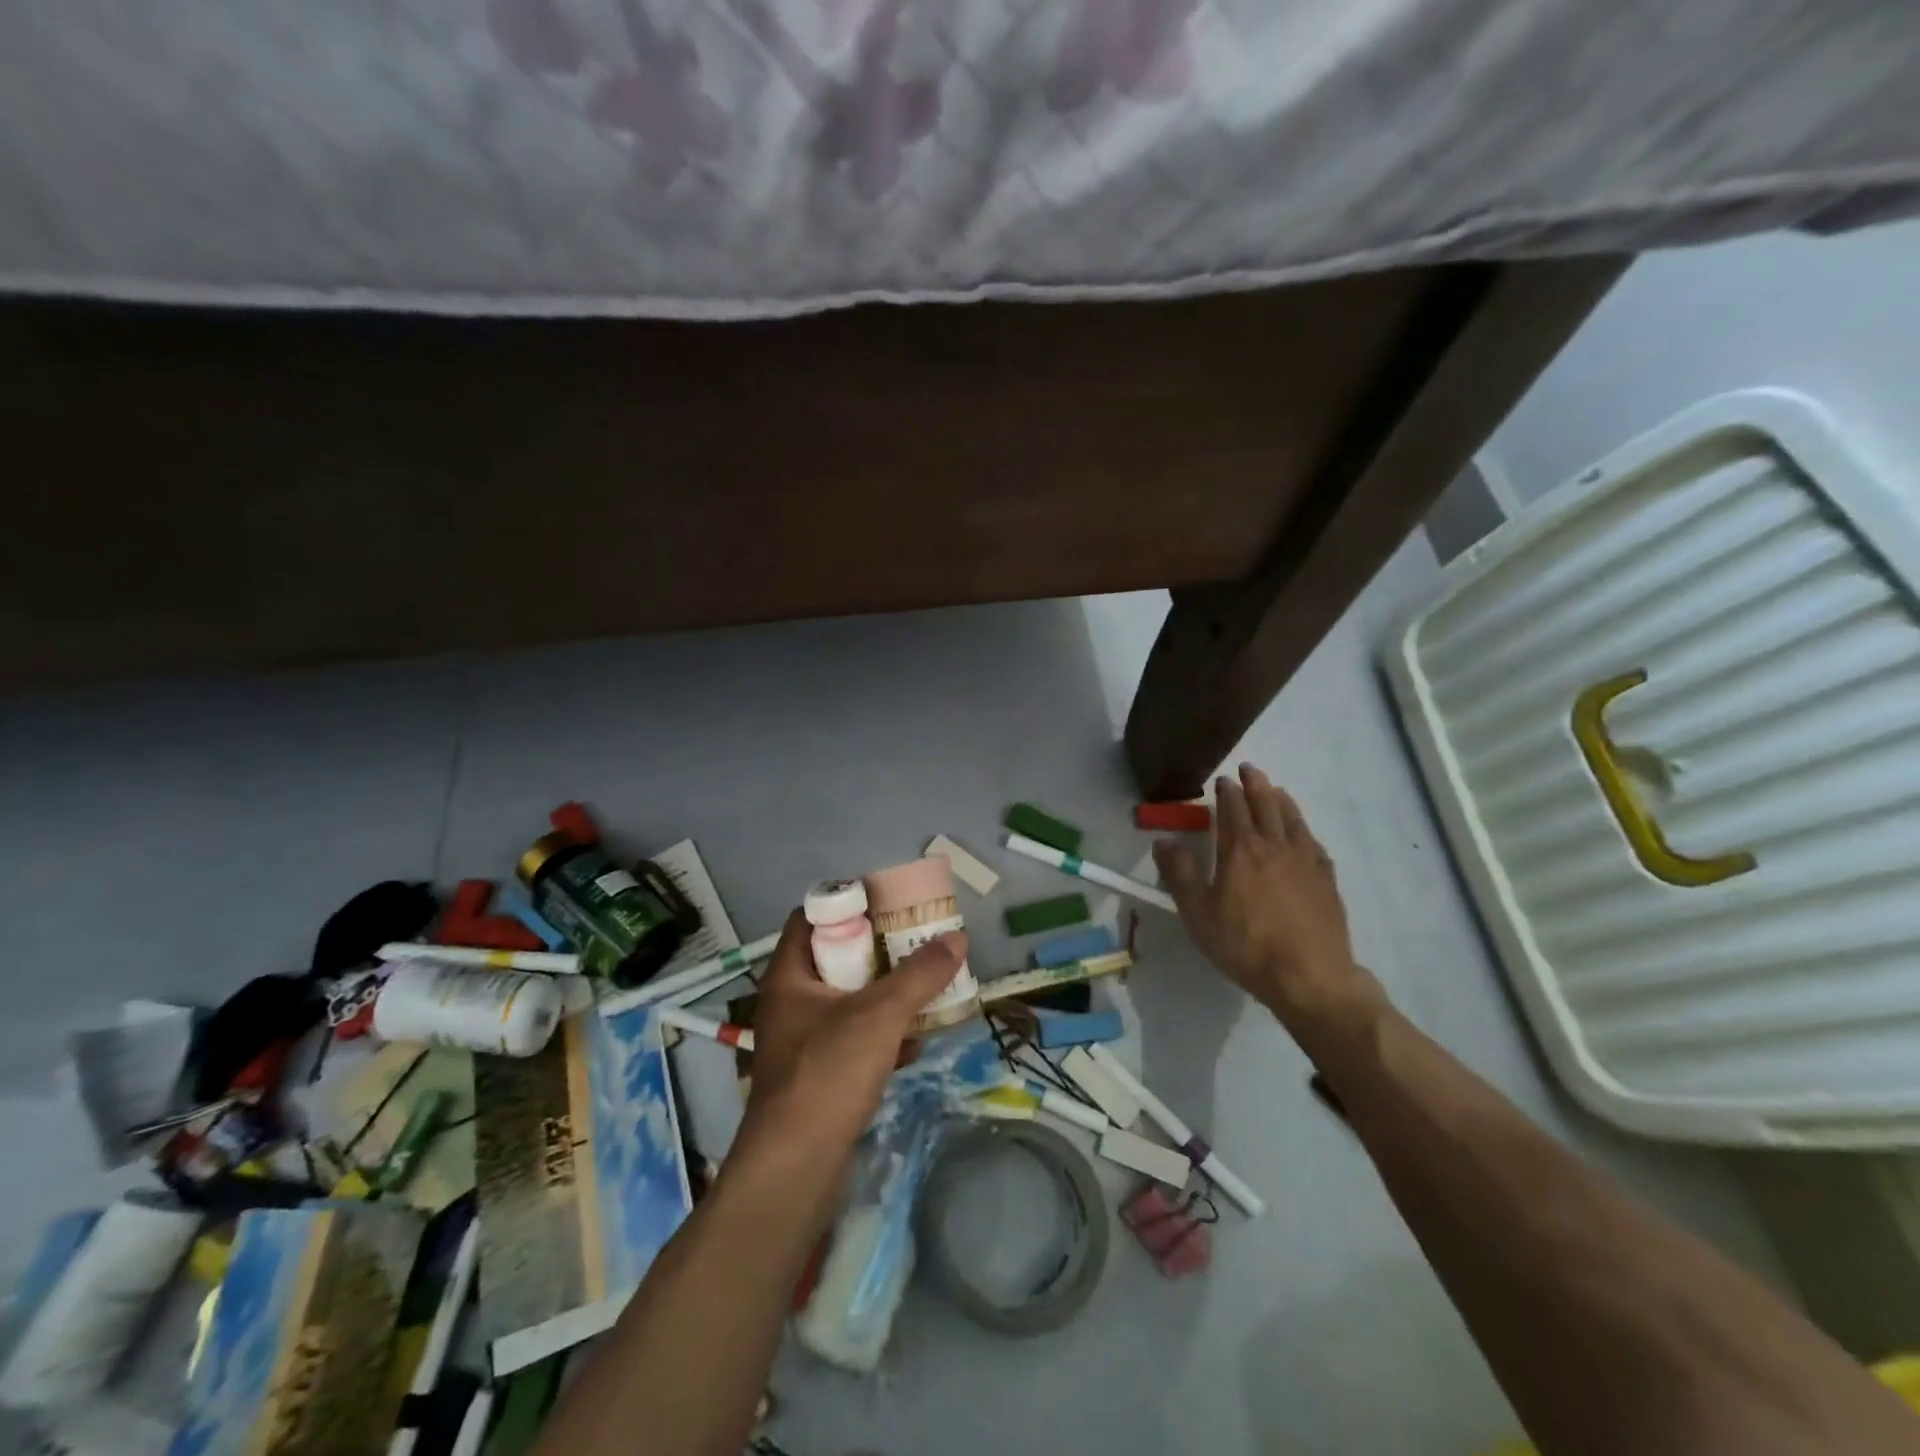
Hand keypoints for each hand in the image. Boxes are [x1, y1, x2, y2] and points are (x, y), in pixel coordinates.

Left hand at [738, 909, 966, 1159]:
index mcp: (789, 976)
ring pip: (848, 1001)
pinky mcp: (818, 1075)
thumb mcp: (880, 1015)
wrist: (795, 1170)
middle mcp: (790, 1002)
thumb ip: (920, 975)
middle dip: (878, 952)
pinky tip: (914, 1043)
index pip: (810, 918)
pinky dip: (882, 1035)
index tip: (888, 905)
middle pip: (835, 959)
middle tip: (916, 943)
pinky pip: (853, 1039)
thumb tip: (958, 938)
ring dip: (885, 995)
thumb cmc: (828, 1075)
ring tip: (925, 988)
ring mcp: (802, 1041)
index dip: (847, 904)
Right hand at [1154, 763, 1385, 1034]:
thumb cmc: (1245, 944)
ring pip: (1293, 819)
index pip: (1233, 809)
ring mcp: (1306, 861)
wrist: (1309, 976)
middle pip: (1266, 805)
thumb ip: (1180, 873)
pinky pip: (1314, 843)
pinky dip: (1304, 829)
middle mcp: (1275, 846)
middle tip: (1249, 769)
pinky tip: (1303, 833)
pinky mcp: (1326, 880)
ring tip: (1276, 790)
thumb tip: (1163, 841)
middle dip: (1256, 784)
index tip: (1222, 779)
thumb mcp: (1198, 913)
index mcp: (1241, 850)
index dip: (1227, 791)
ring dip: (1282, 799)